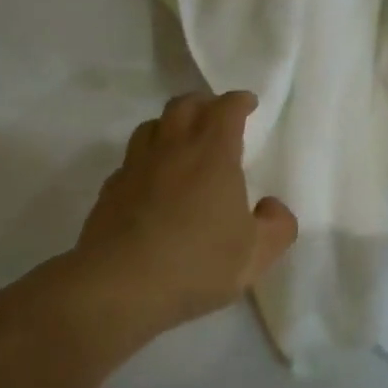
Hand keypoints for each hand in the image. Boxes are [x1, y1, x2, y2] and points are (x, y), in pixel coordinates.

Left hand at [76, 91, 297, 326]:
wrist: (119, 285)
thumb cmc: (196, 263)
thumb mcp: (255, 255)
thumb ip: (277, 227)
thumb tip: (271, 206)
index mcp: (212, 155)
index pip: (226, 109)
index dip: (239, 101)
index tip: (248, 103)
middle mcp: (172, 149)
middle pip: (184, 106)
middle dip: (204, 103)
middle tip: (215, 115)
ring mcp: (136, 166)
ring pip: (152, 126)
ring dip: (171, 125)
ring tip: (181, 141)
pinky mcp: (111, 189)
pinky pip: (131, 159)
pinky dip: (147, 158)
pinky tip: (151, 180)